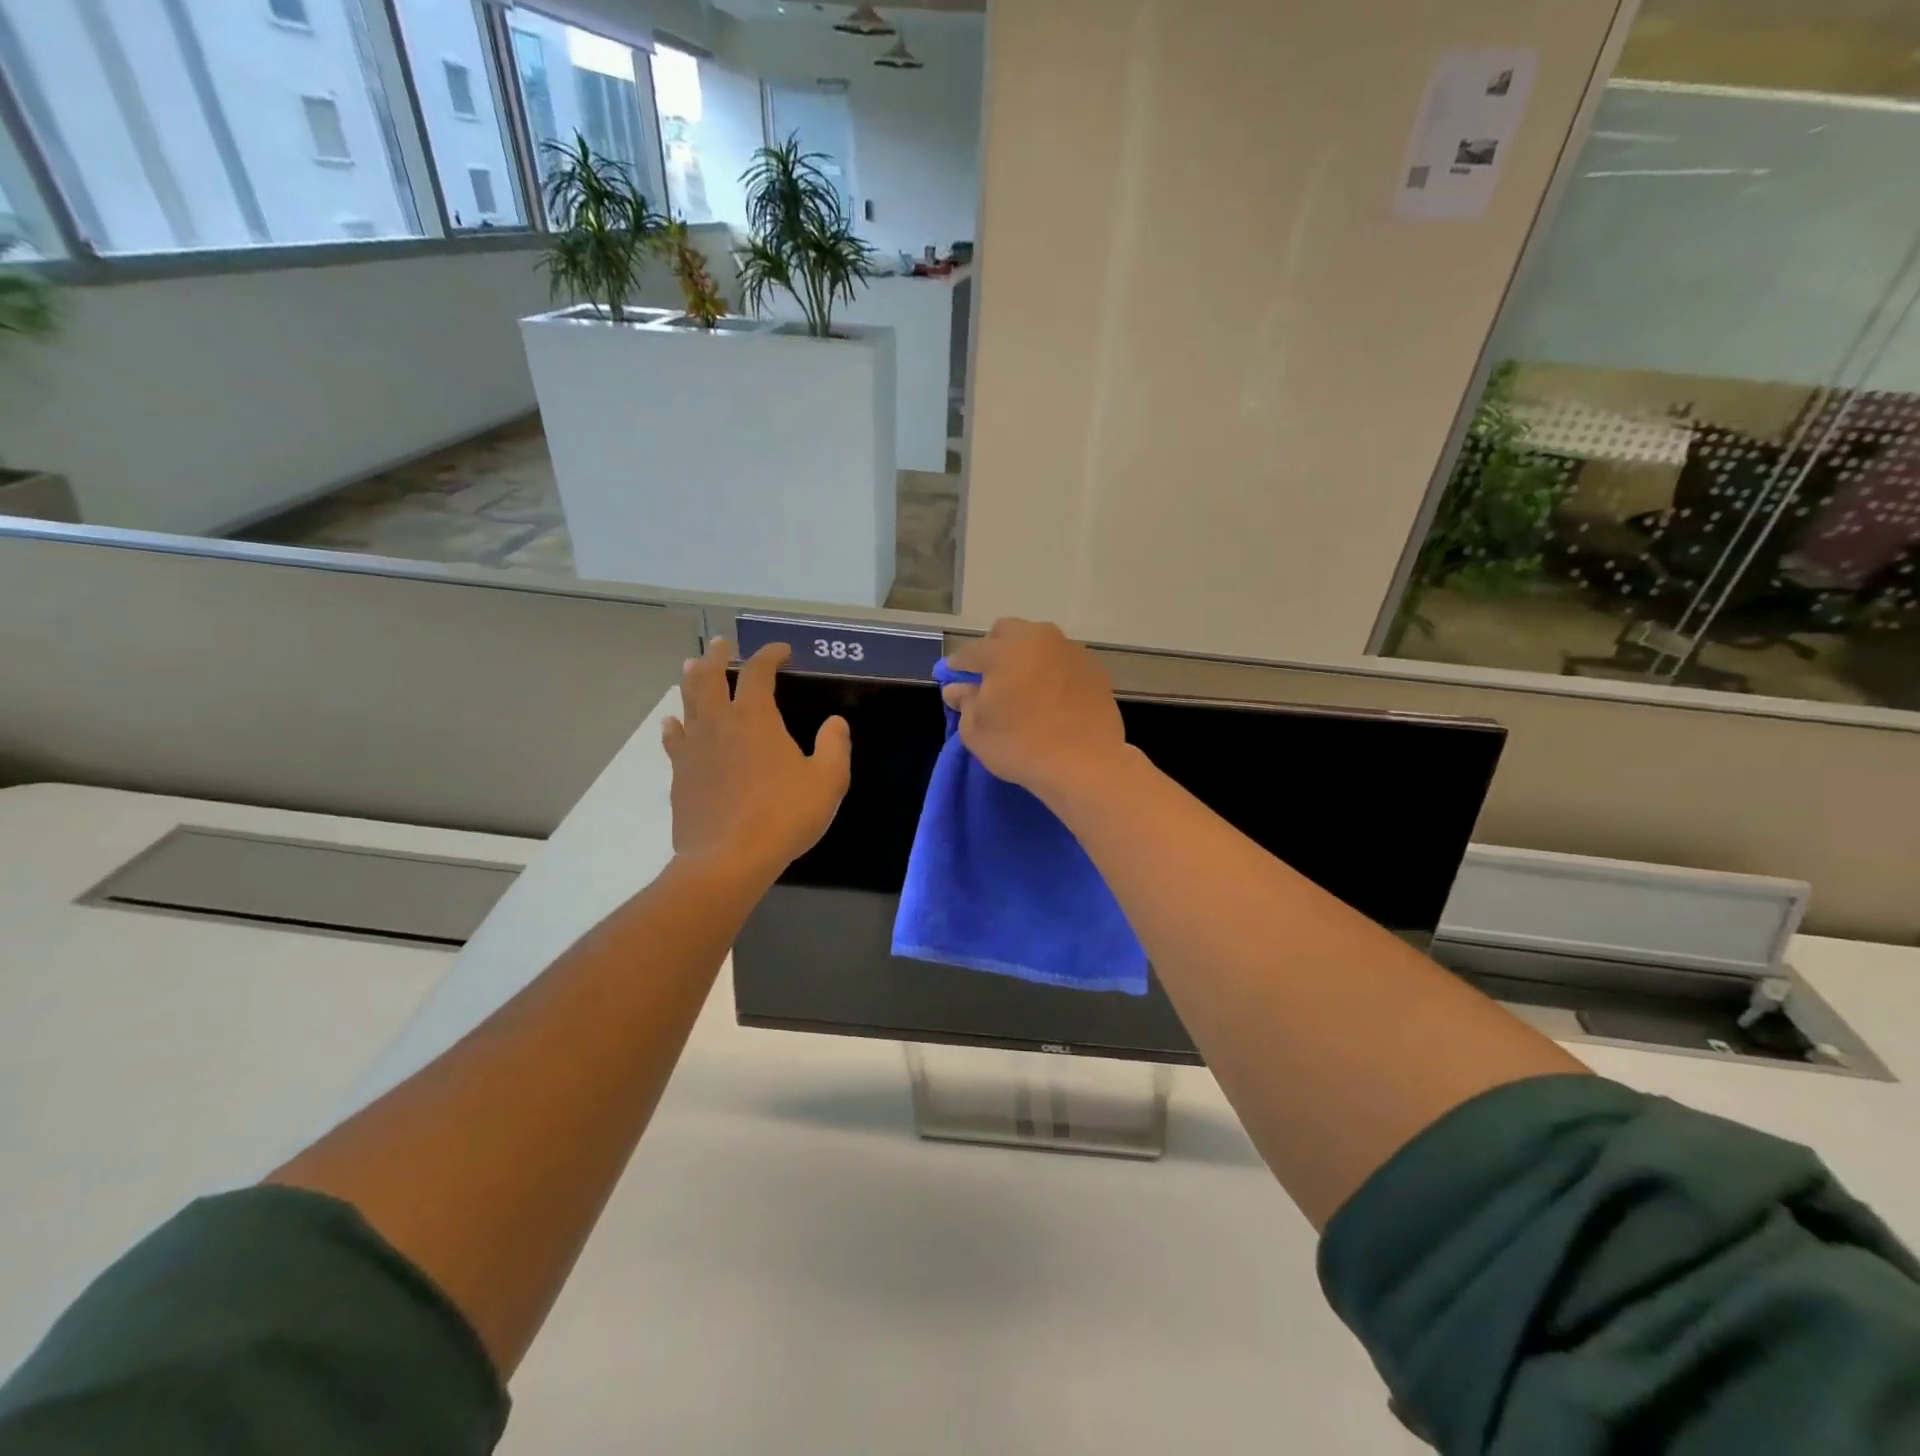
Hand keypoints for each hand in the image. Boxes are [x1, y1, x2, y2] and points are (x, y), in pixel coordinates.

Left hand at [663, 639, 850, 881]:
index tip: (782, 651)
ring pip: (687, 702)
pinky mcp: (680, 774)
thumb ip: (834, 746)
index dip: (769, 655)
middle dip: (717, 656)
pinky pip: (674, 739)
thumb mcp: (827, 781)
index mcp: (755, 717)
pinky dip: (674, 725)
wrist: (728, 858)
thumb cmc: (784, 815)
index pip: (758, 672)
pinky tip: (673, 722)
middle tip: (721, 644)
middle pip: (710, 677)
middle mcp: (719, 723)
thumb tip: (835, 723)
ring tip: (691, 666)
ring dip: (691, 680)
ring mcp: (694, 748)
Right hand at [942, 620, 1129, 807]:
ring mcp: (1070, 651)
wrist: (1085, 765)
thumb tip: (958, 688)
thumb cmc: (1020, 746)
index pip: (970, 652)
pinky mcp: (1094, 669)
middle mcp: (1038, 639)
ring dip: (1025, 658)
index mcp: (1004, 650)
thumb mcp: (976, 731)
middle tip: (990, 678)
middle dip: (993, 649)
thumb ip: (964, 702)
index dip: (957, 666)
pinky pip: (1063, 662)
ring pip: (1039, 643)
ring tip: (1023, 688)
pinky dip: (1052, 673)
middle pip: (1007, 632)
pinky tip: (1051, 698)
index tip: (952, 679)